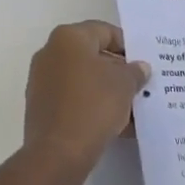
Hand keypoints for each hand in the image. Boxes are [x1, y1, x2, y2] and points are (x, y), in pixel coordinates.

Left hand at [23, 21, 149, 173]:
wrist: (58, 152)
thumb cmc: (93, 105)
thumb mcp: (124, 84)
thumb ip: (134, 71)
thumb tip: (139, 67)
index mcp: (68, 37)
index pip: (104, 31)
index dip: (127, 46)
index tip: (143, 64)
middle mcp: (50, 52)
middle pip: (92, 55)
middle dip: (118, 71)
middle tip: (140, 86)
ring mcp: (42, 80)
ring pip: (83, 80)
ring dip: (107, 91)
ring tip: (132, 109)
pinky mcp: (41, 106)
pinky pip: (73, 99)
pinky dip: (93, 106)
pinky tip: (115, 124)